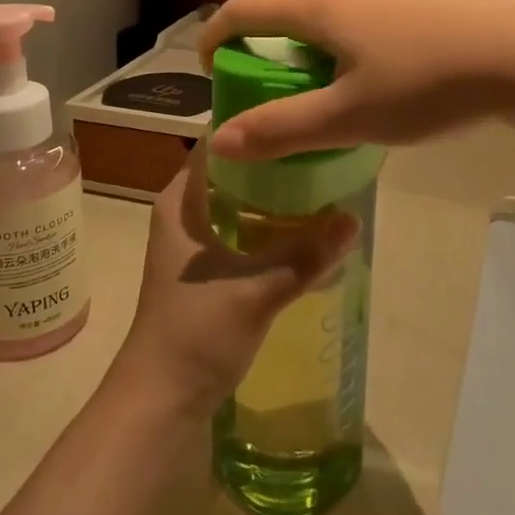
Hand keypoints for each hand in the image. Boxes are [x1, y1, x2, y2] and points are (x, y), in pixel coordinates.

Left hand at [110, 148, 359, 417]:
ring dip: (278, 198)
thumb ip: (305, 254)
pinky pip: (246, 234)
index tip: (300, 114)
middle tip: (325, 151)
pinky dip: (273, 229)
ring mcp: (196, 245)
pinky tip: (309, 233)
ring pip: (242, 205)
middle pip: (236, 172)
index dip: (256, 125)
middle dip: (278, 163)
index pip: (219, 143)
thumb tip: (354, 217)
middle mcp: (185, 214)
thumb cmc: (195, 332)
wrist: (161, 400)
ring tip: (326, 185)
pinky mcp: (209, 272)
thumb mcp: (255, 289)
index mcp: (181, 201)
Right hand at [200, 0, 514, 160]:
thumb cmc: (425, 85)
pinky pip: (379, 14)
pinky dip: (363, 39)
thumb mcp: (347, 118)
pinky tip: (395, 70)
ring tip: (337, 86)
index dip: (215, 36)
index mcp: (319, 6)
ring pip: (340, 12)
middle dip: (272, 48)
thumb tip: (219, 141)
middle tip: (277, 92)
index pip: (245, 11)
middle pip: (292, 11)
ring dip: (321, 45)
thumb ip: (281, 130)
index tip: (208, 67)